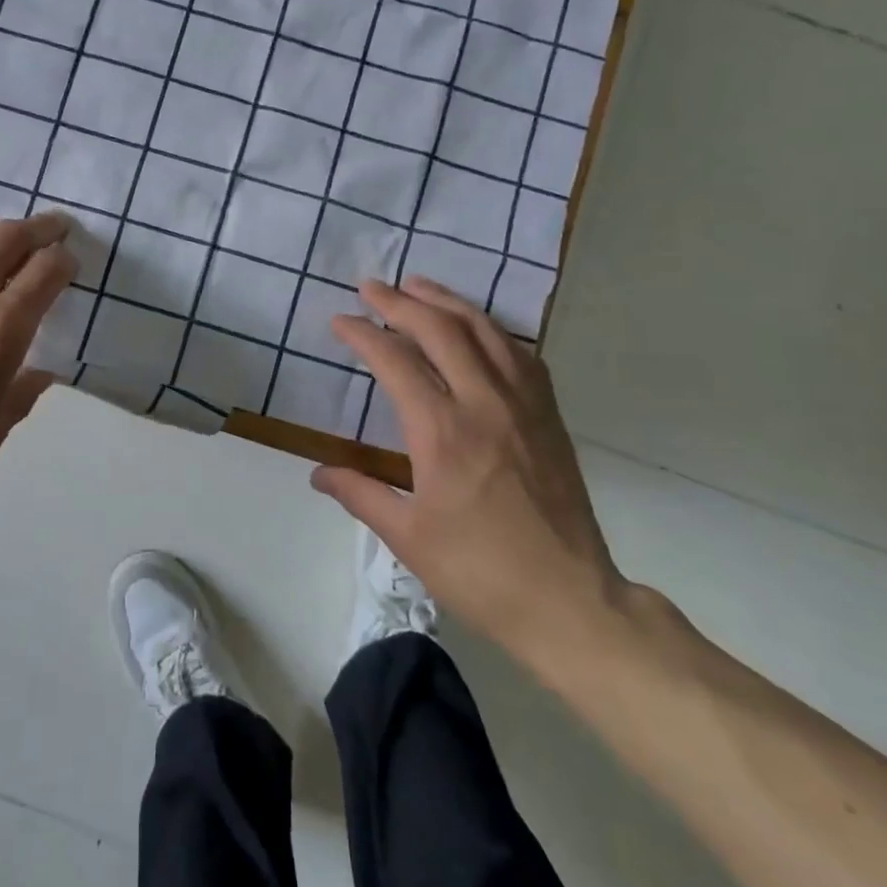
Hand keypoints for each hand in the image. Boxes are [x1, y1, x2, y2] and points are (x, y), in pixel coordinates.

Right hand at [313, 277, 630, 665]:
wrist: (569, 600)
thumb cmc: (479, 571)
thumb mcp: (407, 536)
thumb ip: (360, 494)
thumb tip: (317, 473)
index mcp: (443, 432)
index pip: (396, 361)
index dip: (363, 334)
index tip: (339, 321)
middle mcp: (484, 404)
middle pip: (441, 330)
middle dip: (400, 302)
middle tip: (371, 287)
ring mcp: (524, 406)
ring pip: (485, 331)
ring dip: (447, 302)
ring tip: (418, 285)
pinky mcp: (549, 416)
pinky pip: (520, 354)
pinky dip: (491, 329)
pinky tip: (477, 327)